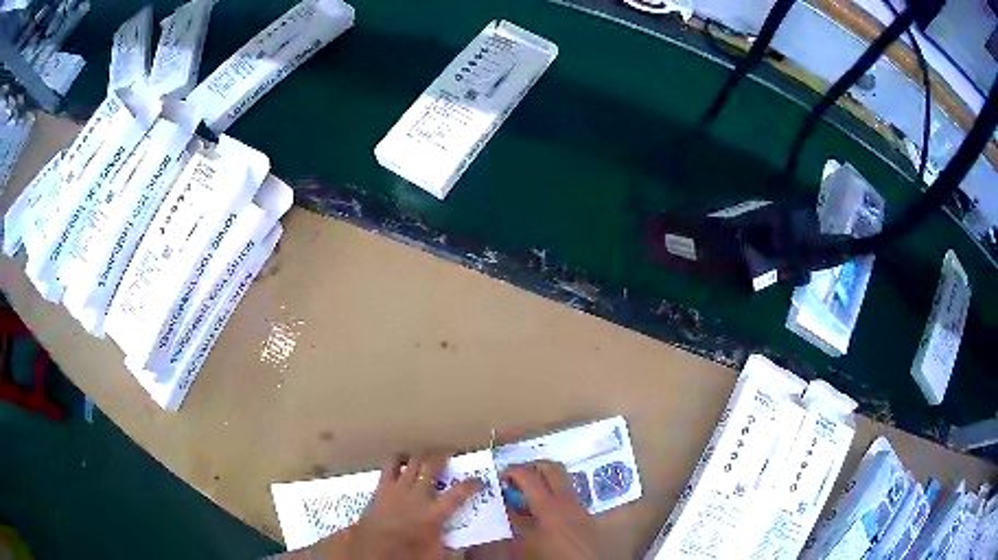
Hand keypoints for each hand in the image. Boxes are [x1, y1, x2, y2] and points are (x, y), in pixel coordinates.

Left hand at [349, 451, 479, 559]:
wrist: (372, 549)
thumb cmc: (406, 553)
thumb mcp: (435, 552)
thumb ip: (449, 542)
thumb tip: (462, 544)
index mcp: (434, 514)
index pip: (459, 494)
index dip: (471, 485)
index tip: (478, 480)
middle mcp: (418, 496)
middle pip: (432, 467)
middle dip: (442, 457)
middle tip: (448, 453)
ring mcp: (398, 489)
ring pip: (412, 462)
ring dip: (420, 456)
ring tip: (425, 455)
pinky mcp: (382, 488)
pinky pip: (389, 467)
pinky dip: (397, 461)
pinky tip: (400, 461)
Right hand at [504, 461, 601, 559]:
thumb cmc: (547, 558)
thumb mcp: (521, 541)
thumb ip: (513, 519)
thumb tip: (505, 502)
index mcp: (549, 506)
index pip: (529, 475)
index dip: (512, 471)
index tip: (500, 476)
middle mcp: (567, 500)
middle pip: (552, 467)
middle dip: (532, 466)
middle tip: (516, 478)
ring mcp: (579, 505)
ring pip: (564, 478)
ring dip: (545, 478)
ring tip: (528, 493)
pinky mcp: (586, 514)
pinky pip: (569, 493)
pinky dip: (555, 492)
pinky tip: (544, 508)